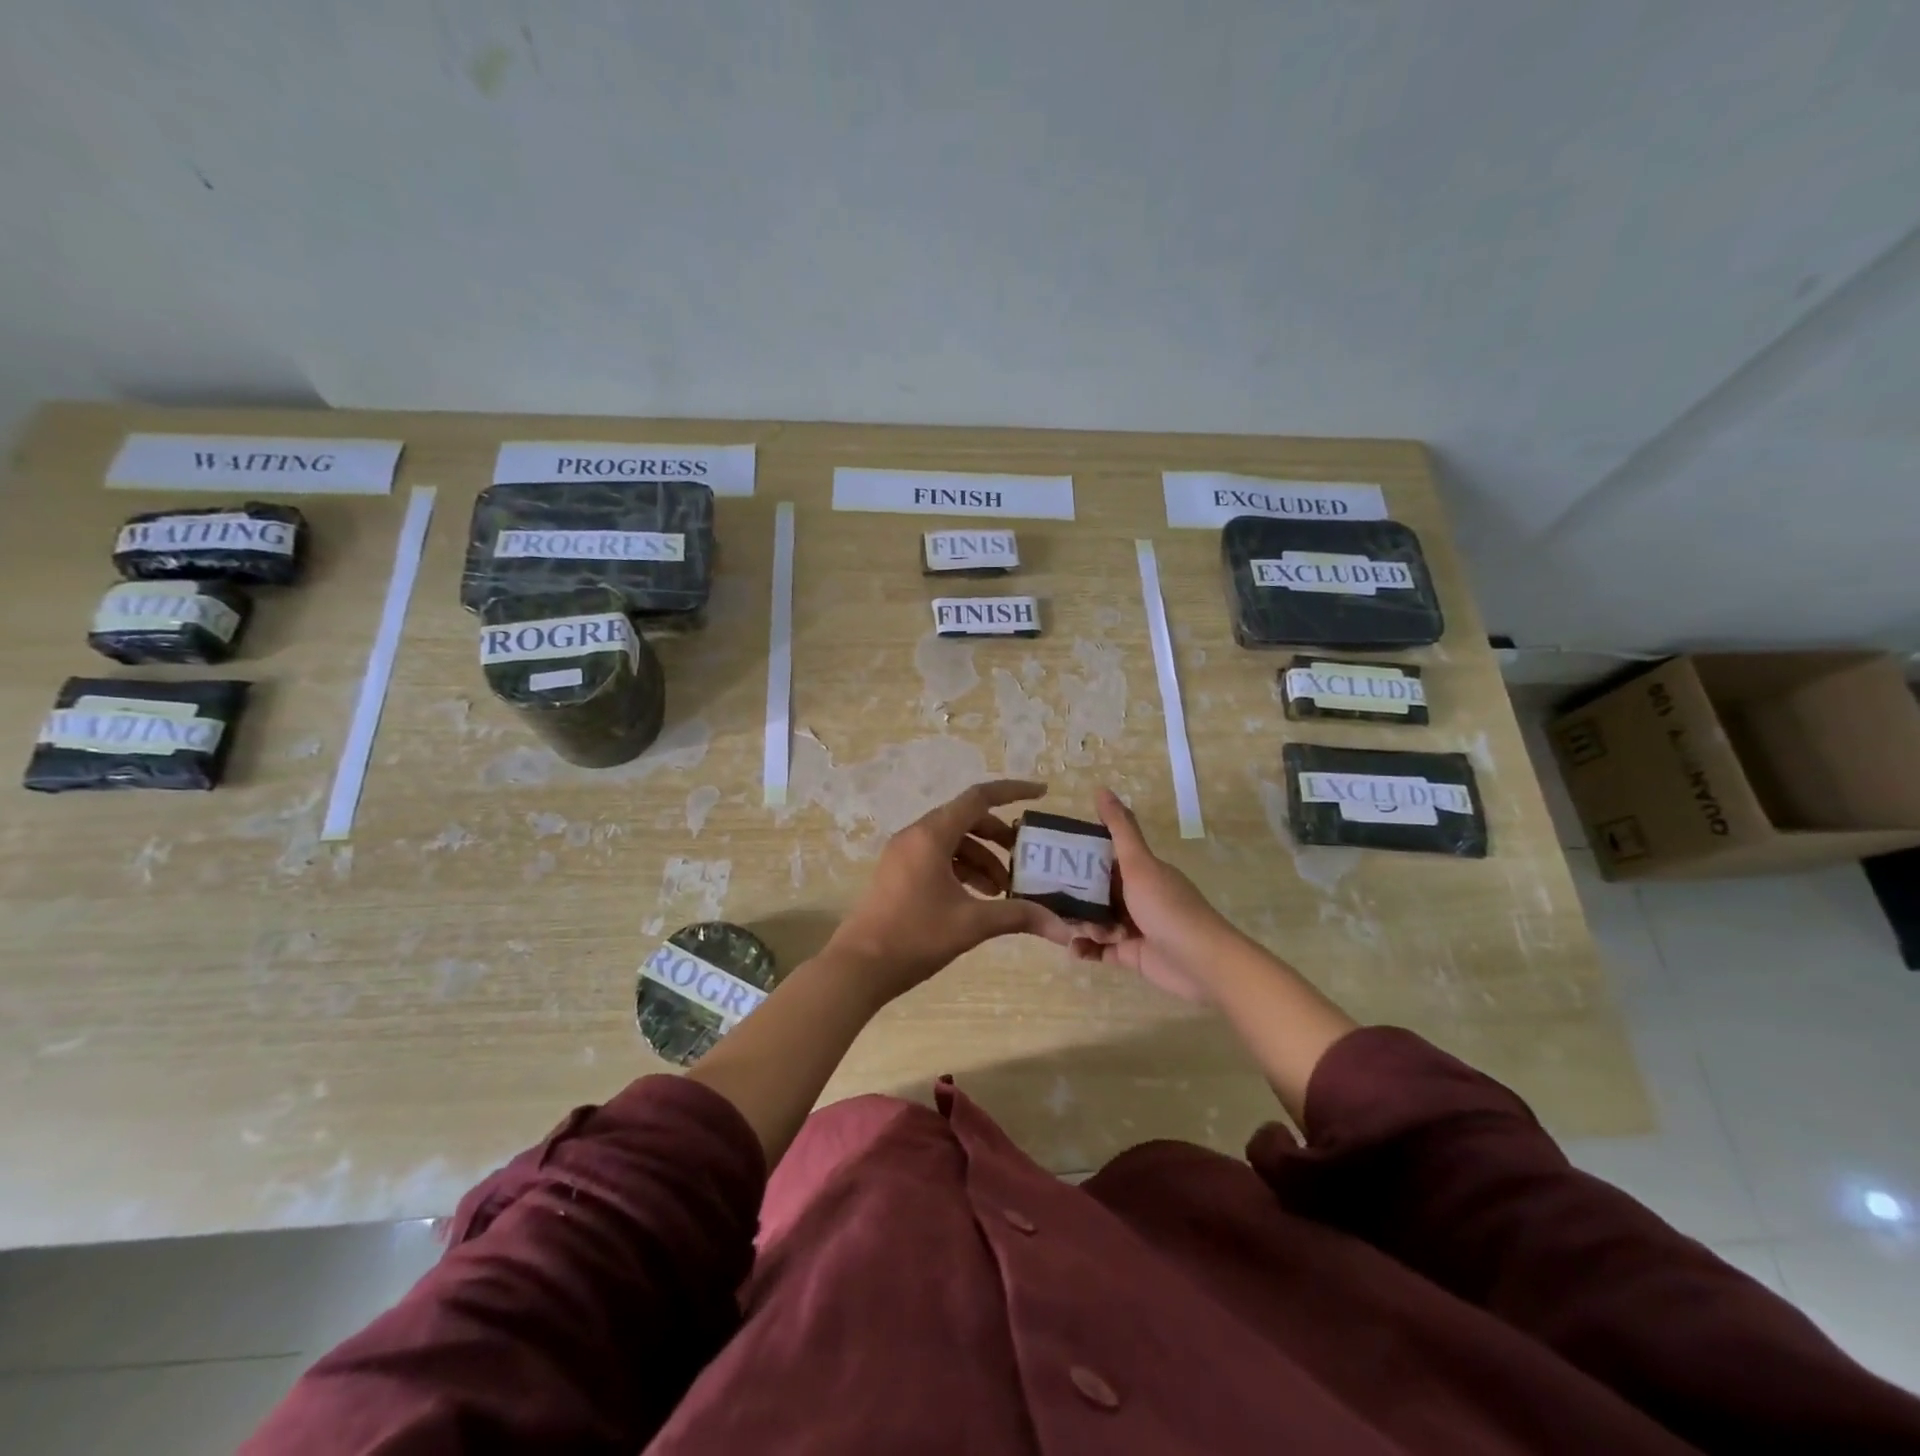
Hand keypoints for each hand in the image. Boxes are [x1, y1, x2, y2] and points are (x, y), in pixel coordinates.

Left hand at [825, 780, 1071, 1004]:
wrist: (858, 967)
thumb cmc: (915, 937)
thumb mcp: (972, 924)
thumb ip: (1019, 916)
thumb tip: (1064, 927)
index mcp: (932, 835)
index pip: (979, 798)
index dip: (1013, 791)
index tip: (1041, 794)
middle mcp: (915, 835)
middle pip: (966, 820)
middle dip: (998, 838)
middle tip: (1023, 860)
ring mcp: (902, 853)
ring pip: (951, 841)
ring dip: (980, 859)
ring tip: (1001, 891)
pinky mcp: (896, 872)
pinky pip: (935, 857)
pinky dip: (960, 869)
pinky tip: (974, 898)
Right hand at [1069, 789, 1240, 1001]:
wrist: (1200, 962)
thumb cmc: (1167, 907)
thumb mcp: (1139, 864)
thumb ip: (1119, 829)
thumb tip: (1101, 789)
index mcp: (1140, 870)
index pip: (1104, 858)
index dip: (1079, 856)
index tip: (1051, 856)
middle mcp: (1136, 895)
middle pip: (1095, 890)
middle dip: (1072, 894)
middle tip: (1047, 898)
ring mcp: (1132, 925)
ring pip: (1094, 919)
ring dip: (1078, 923)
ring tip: (1066, 929)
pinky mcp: (1130, 954)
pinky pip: (1099, 950)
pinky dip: (1085, 949)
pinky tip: (1073, 950)